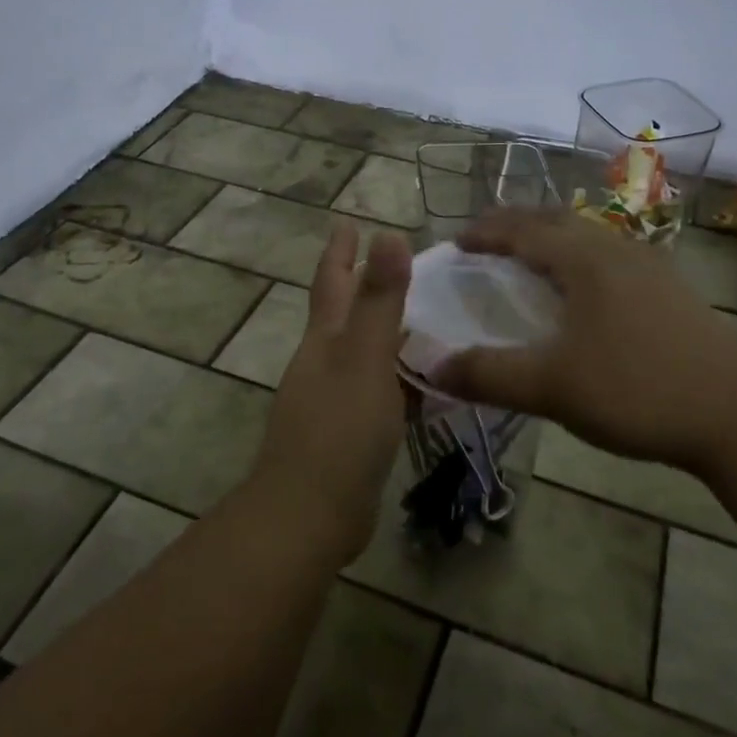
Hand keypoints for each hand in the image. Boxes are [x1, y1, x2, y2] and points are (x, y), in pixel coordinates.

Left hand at [251, 221, 411, 564]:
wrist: (309, 514)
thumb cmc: (338, 428)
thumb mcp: (365, 357)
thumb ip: (380, 299)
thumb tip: (388, 234)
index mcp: (326, 338)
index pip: (333, 281)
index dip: (341, 251)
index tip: (349, 222)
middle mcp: (324, 361)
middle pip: (344, 313)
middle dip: (364, 286)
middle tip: (400, 264)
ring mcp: (333, 398)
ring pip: (364, 352)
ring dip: (387, 333)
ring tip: (426, 318)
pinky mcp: (349, 432)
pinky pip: (380, 391)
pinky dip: (399, 379)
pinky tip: (426, 384)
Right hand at [433, 208, 736, 467]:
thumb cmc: (638, 390)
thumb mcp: (552, 387)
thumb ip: (489, 375)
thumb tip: (432, 368)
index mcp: (585, 260)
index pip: (523, 230)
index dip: (486, 232)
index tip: (457, 241)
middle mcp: (616, 250)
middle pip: (557, 220)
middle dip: (517, 224)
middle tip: (487, 241)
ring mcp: (650, 267)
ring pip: (588, 236)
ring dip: (551, 238)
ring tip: (530, 259)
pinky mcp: (671, 290)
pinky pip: (610, 256)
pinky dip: (579, 258)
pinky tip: (584, 291)